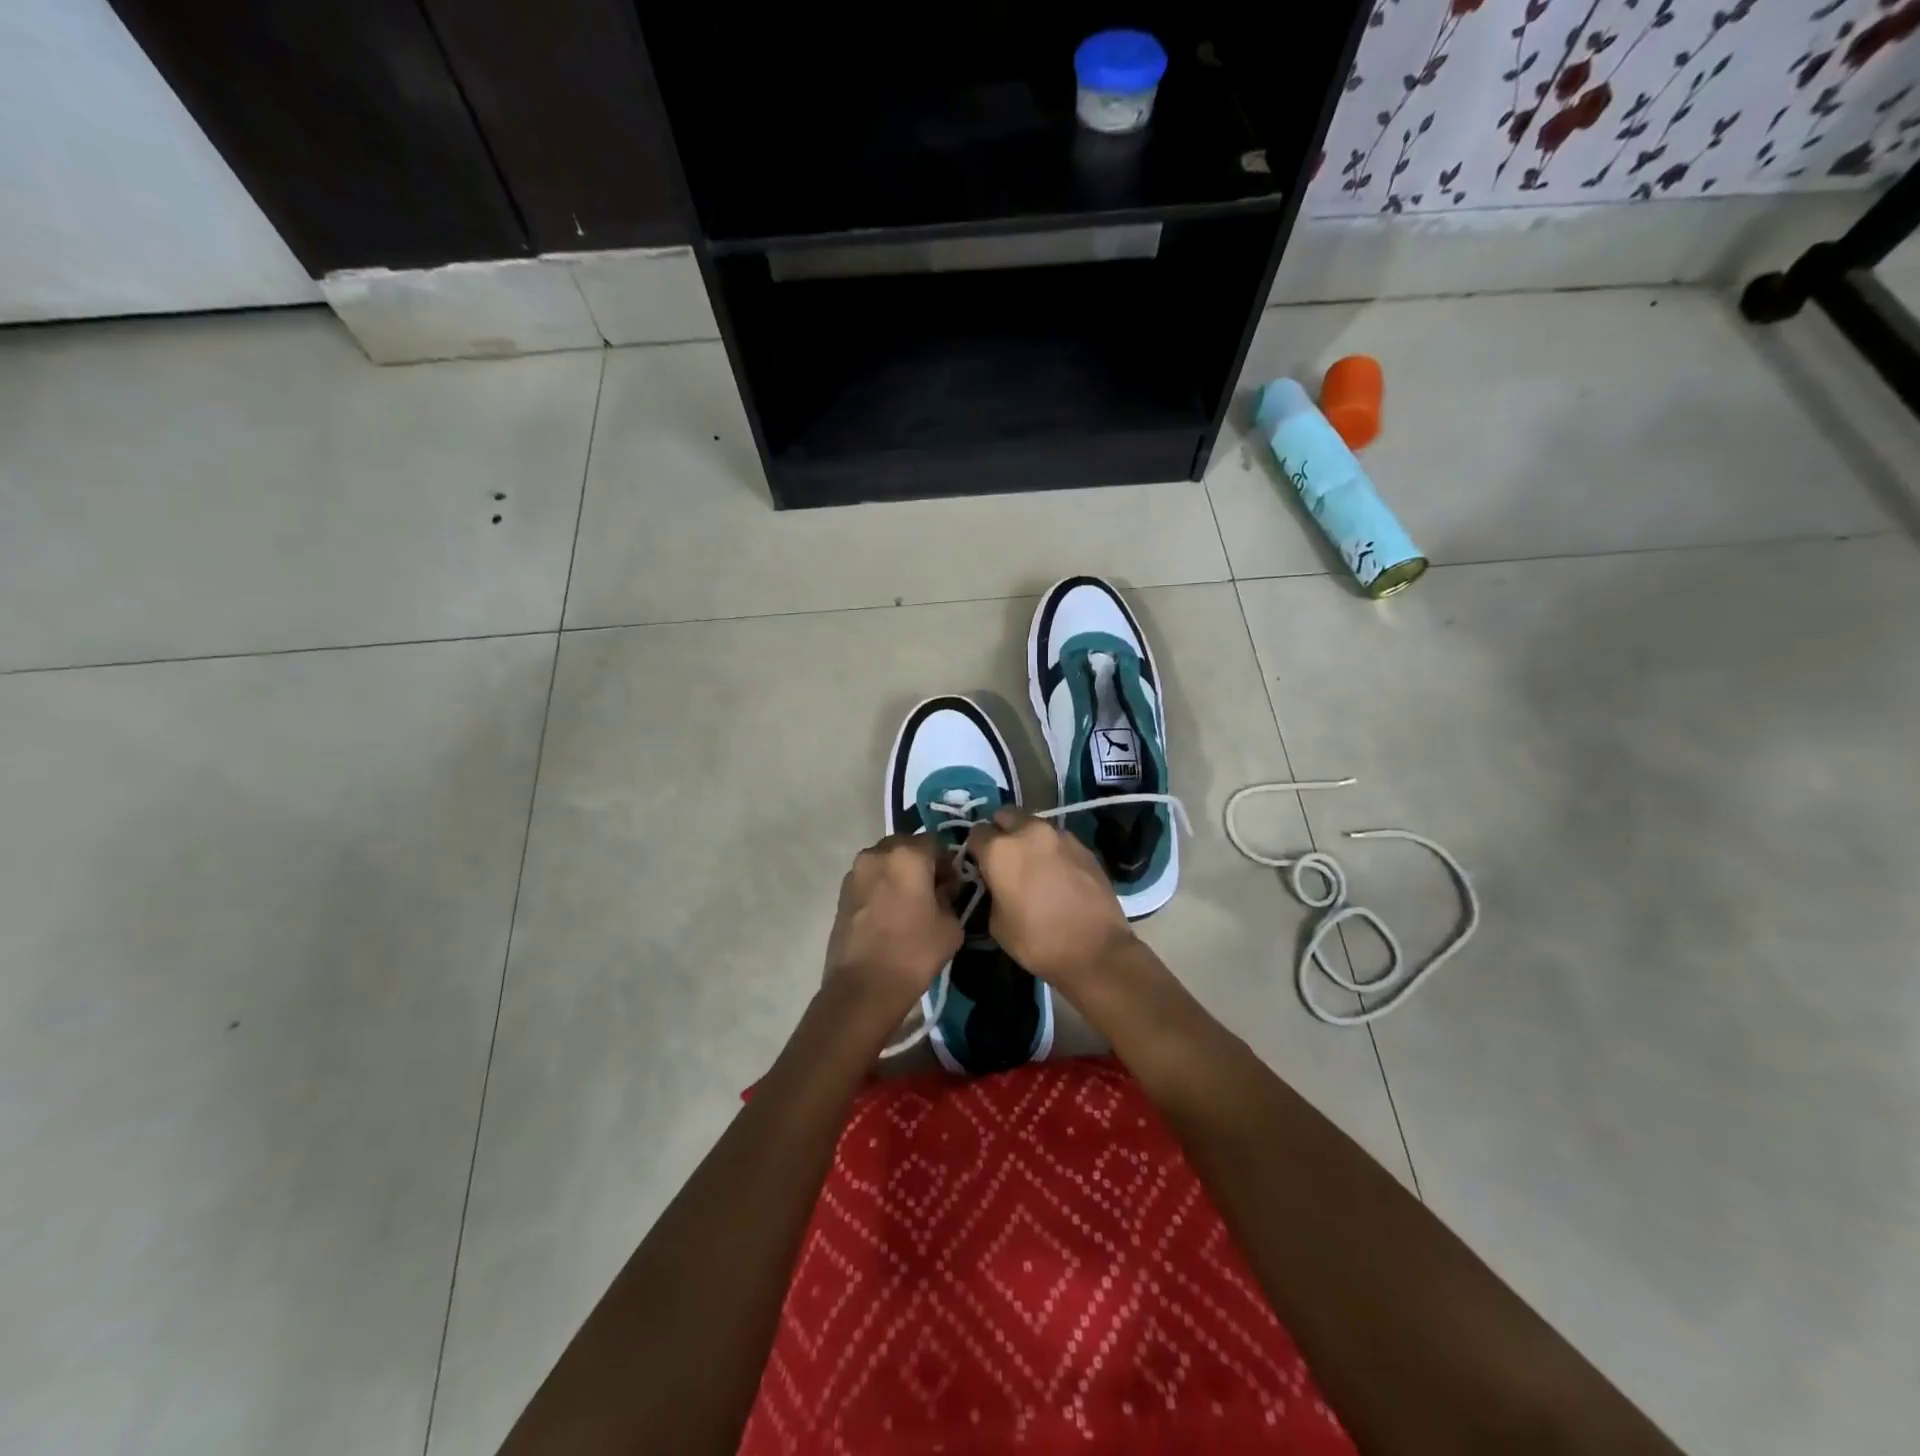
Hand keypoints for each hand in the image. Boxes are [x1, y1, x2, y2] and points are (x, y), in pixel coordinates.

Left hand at [822, 835, 963, 1028]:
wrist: (863, 987)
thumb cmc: (914, 952)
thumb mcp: (951, 925)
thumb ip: (950, 896)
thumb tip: (942, 889)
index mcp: (908, 854)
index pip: (936, 842)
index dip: (947, 862)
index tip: (952, 885)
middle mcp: (878, 853)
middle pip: (906, 846)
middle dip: (921, 862)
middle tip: (931, 891)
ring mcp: (855, 872)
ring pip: (885, 861)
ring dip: (898, 873)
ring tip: (908, 904)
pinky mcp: (841, 892)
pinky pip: (869, 879)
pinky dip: (881, 887)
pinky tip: (889, 913)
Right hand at [967, 809, 1134, 988]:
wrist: (1096, 950)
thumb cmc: (1038, 941)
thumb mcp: (996, 924)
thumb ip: (991, 892)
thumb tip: (996, 884)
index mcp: (1000, 849)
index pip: (976, 833)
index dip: (974, 850)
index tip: (978, 865)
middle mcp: (1029, 832)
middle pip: (1005, 815)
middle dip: (1000, 831)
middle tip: (1003, 858)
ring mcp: (1060, 835)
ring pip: (1034, 824)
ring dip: (1027, 838)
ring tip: (1032, 865)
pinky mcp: (1084, 846)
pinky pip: (1058, 839)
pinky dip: (1051, 850)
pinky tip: (1056, 873)